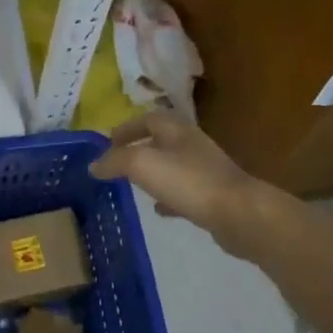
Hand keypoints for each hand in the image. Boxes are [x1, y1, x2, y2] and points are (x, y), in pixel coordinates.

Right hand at [89, 111, 264, 253]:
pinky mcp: (213, 196)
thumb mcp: (142, 164)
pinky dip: (168, 197)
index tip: (108, 141)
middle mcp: (191, 144)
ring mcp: (205, 170)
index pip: (147, 118)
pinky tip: (158, 210)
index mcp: (176, 129)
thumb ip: (115, 161)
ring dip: (153, 173)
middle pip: (160, 141)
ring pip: (172, 166)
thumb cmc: (188, 181)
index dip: (127, 128)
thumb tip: (94, 165)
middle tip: (117, 164)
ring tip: (133, 186)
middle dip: (138, 149)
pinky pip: (184, 192)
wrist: (239, 213)